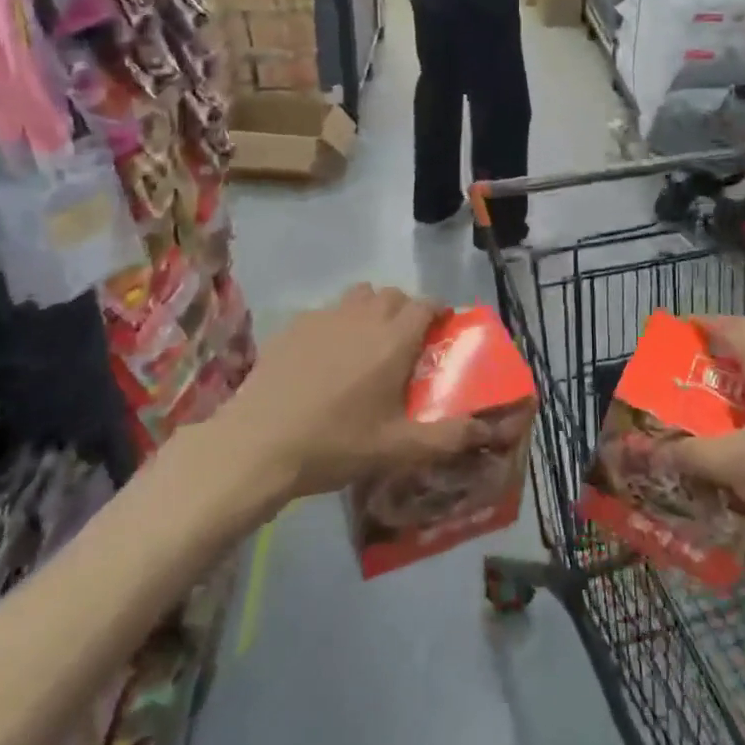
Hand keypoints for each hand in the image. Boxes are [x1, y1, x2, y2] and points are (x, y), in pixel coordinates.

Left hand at [212, 285, 482, 501]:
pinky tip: (326, 356)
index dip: (438, 312)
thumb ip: (447, 438)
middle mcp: (363, 317)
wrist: (259, 444)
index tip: (441, 331)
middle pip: (393, 295)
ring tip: (366, 343)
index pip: (426, 304)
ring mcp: (324, 317)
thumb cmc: (335, 444)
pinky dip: (337, 322)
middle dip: (406, 310)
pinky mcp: (294, 326)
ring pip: (359, 296)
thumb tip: (486, 432)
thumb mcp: (398, 449)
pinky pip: (327, 311)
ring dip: (371, 309)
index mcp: (394, 339)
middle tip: (405, 344)